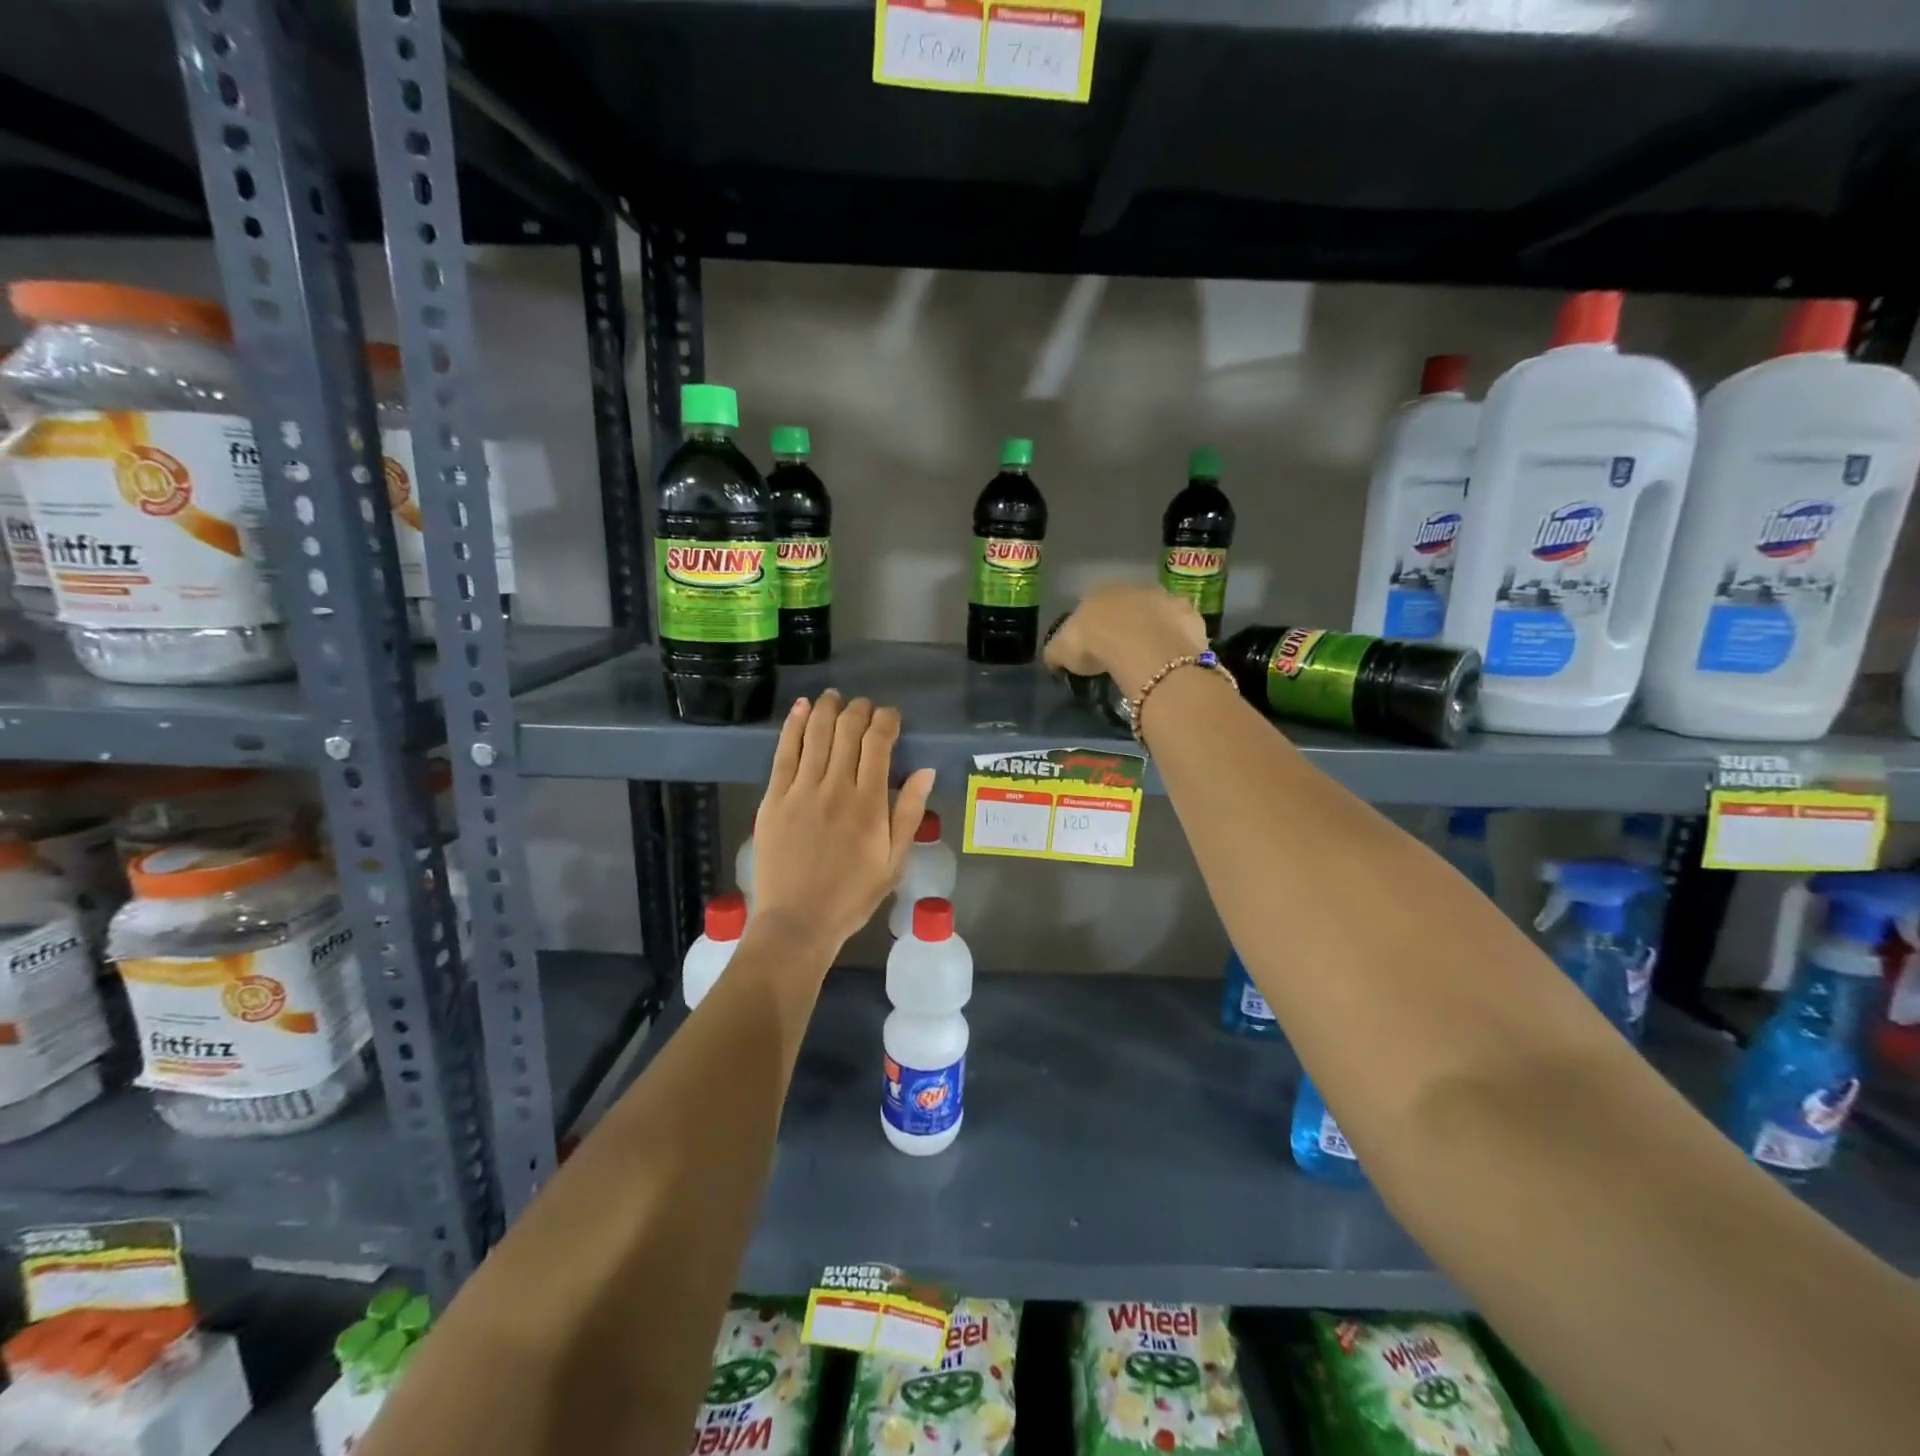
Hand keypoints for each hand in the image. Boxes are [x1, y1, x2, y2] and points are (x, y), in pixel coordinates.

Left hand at [751, 691, 936, 955]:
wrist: (798, 921)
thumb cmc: (852, 895)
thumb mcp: (894, 861)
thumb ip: (908, 813)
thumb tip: (925, 770)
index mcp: (869, 804)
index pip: (878, 744)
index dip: (886, 721)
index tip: (890, 715)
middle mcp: (836, 788)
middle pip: (847, 732)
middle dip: (859, 710)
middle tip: (863, 705)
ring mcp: (801, 791)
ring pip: (816, 735)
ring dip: (826, 709)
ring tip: (834, 696)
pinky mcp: (774, 798)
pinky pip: (784, 753)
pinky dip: (793, 727)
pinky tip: (801, 709)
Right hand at [1044, 584, 1207, 693]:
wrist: (1143, 646)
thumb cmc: (1095, 644)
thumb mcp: (1061, 652)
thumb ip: (1057, 652)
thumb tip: (1054, 658)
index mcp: (1099, 591)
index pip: (1092, 605)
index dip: (1093, 627)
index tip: (1093, 648)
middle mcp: (1133, 587)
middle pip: (1127, 606)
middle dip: (1126, 625)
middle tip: (1122, 653)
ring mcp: (1165, 598)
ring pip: (1157, 613)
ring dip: (1154, 630)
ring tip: (1149, 658)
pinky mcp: (1189, 615)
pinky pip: (1181, 629)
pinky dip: (1177, 641)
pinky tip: (1172, 659)